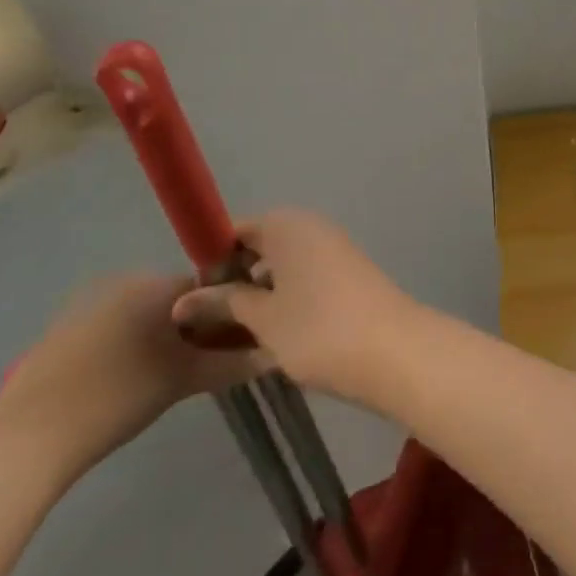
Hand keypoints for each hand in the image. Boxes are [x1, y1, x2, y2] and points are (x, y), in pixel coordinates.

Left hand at [0, 275, 256, 471]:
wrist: (24, 440)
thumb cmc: (118, 397)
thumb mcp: (186, 380)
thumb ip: (235, 363)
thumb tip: (274, 353)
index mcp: (157, 284)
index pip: (213, 285)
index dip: (231, 312)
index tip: (240, 342)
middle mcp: (126, 283)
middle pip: (181, 299)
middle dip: (199, 327)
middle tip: (207, 364)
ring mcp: (90, 306)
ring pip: (147, 316)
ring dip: (166, 338)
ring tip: (171, 379)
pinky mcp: (64, 333)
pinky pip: (117, 330)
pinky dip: (132, 348)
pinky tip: (130, 385)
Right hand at [170, 209, 418, 406]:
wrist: (392, 349)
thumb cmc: (318, 328)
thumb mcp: (263, 318)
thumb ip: (224, 303)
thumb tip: (183, 301)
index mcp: (289, 225)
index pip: (238, 229)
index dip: (212, 258)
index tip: (192, 295)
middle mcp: (313, 228)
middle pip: (262, 246)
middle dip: (235, 278)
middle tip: (209, 321)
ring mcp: (335, 250)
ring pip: (284, 265)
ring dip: (260, 293)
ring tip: (235, 334)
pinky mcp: (349, 275)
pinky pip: (306, 278)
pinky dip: (286, 299)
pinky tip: (272, 335)